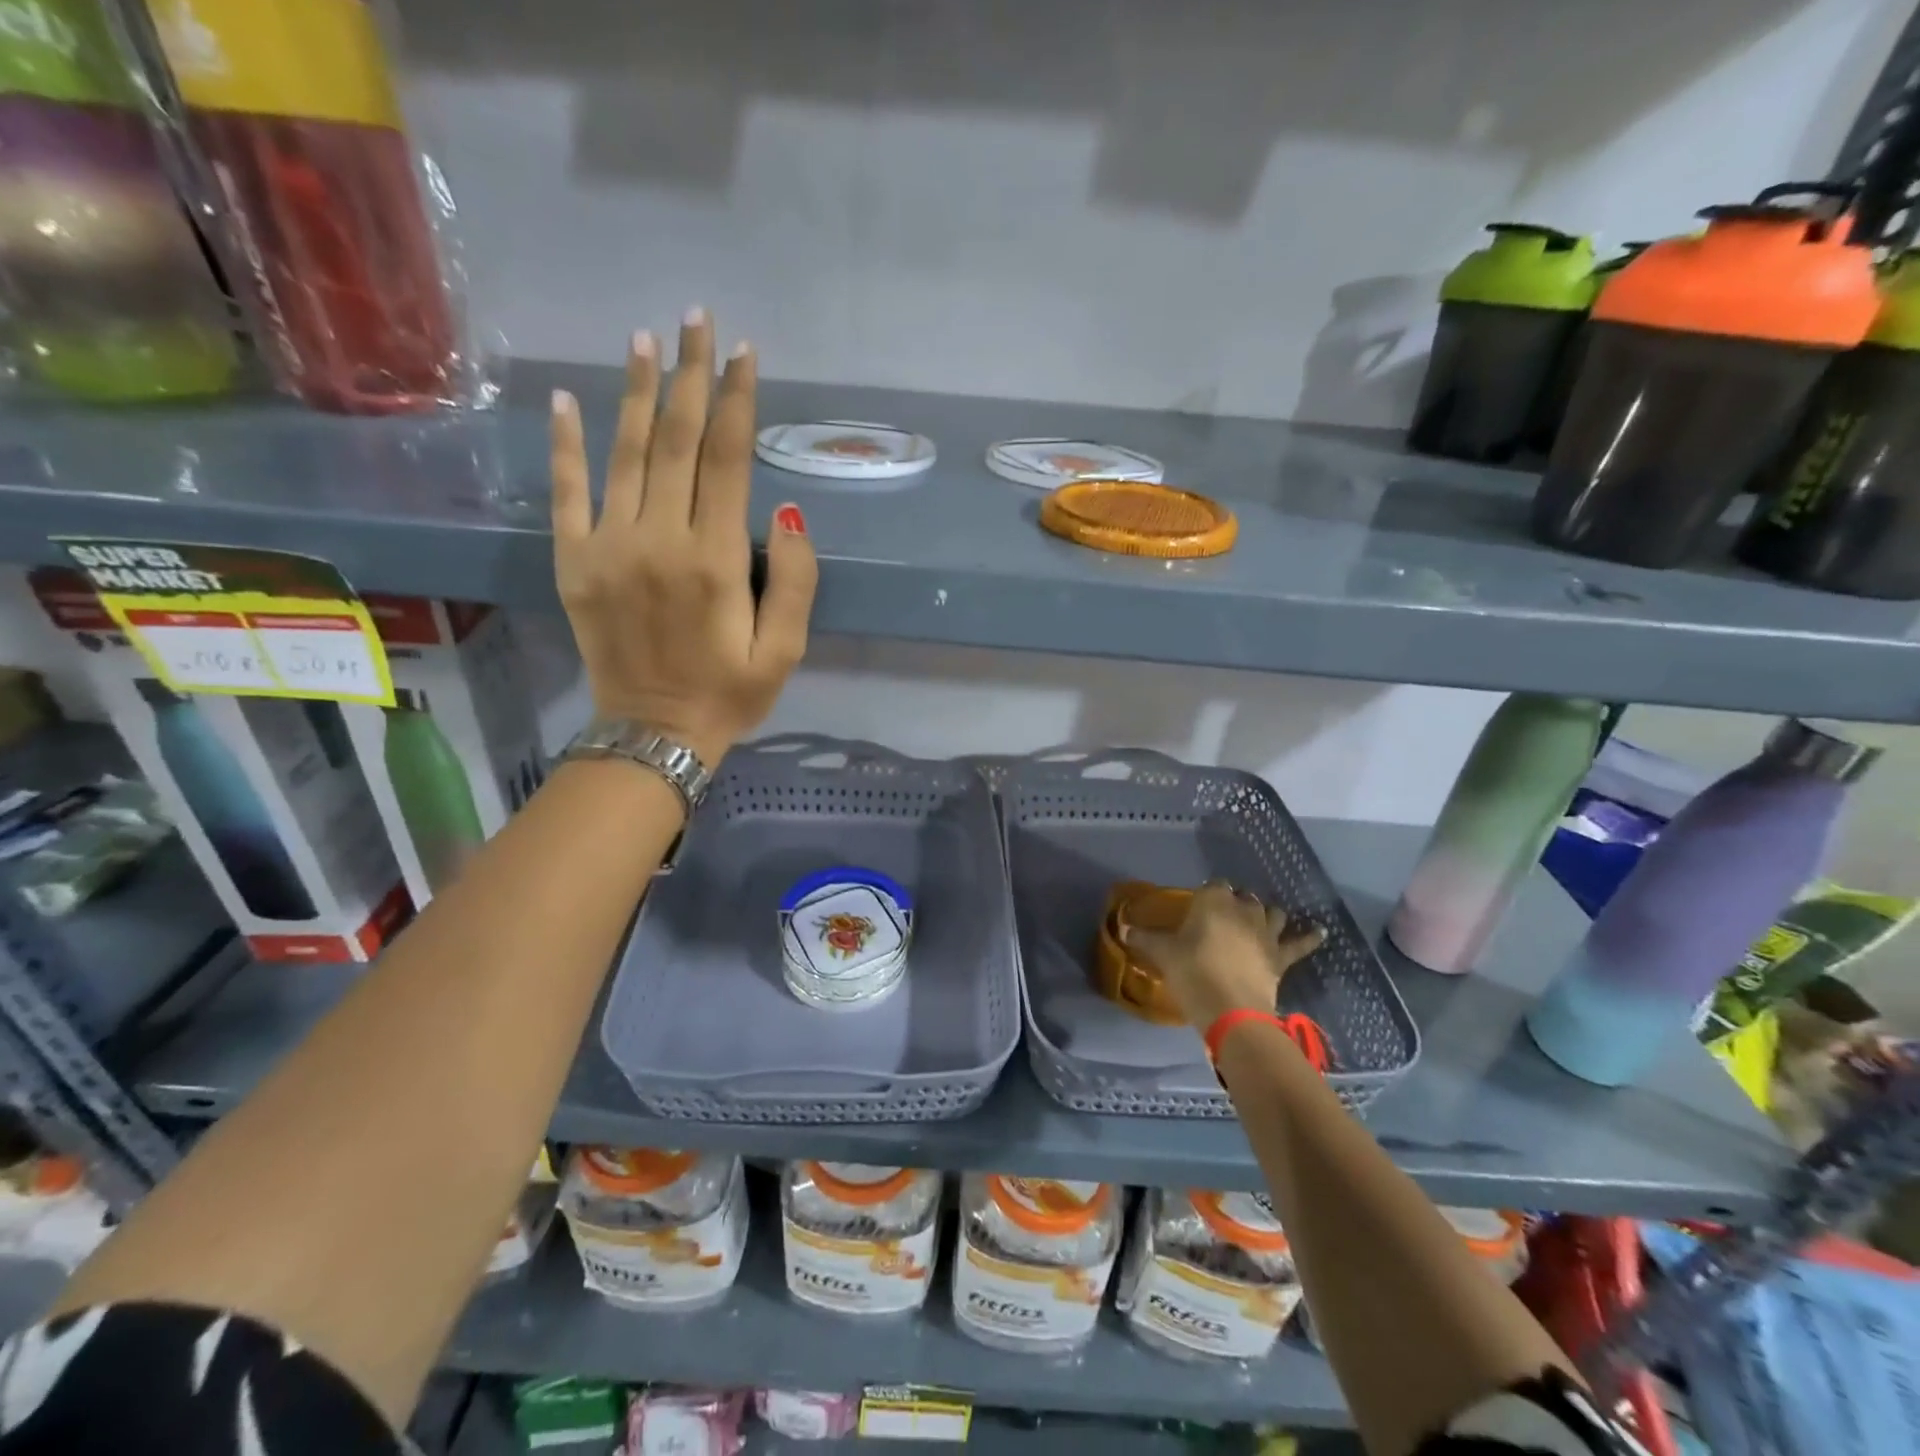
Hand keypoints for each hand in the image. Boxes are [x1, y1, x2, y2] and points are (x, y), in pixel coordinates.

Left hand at [550, 311, 817, 770]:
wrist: (653, 733)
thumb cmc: (729, 694)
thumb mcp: (785, 651)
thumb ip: (795, 582)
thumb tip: (786, 514)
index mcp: (715, 560)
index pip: (726, 460)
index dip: (735, 401)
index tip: (742, 352)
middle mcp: (659, 539)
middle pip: (675, 440)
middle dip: (690, 375)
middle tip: (696, 319)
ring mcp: (608, 547)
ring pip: (623, 453)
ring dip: (635, 391)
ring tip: (645, 339)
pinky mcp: (574, 562)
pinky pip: (568, 491)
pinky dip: (566, 443)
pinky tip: (569, 398)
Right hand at [1121, 881, 1324, 1030]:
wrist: (1230, 1009)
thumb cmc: (1192, 972)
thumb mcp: (1162, 954)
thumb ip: (1143, 938)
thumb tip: (1121, 926)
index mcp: (1213, 900)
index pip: (1213, 886)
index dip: (1207, 895)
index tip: (1199, 906)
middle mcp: (1243, 909)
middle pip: (1243, 897)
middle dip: (1236, 903)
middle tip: (1223, 917)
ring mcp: (1267, 931)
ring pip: (1272, 912)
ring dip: (1267, 914)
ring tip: (1261, 919)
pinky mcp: (1282, 955)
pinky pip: (1300, 943)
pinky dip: (1310, 936)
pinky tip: (1321, 931)